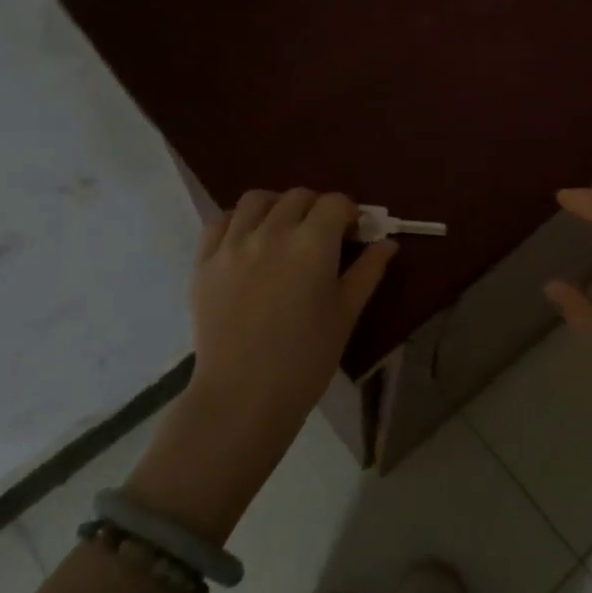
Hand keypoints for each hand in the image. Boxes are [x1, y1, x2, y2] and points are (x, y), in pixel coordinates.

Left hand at [191, 188, 394, 442]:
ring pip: (256, 200)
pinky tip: (248, 243)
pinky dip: (239, 222)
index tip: (354, 233)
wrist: (243, 396)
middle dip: (317, 208)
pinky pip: (220, 222)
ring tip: (283, 230)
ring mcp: (233, 244)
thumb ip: (368, 272)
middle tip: (323, 236)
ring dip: (276, 206)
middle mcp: (272, 231)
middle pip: (298, 196)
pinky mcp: (204, 261)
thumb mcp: (346, 315)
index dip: (349, 213)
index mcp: (312, 243)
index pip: (335, 203)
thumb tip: (387, 243)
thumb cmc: (306, 359)